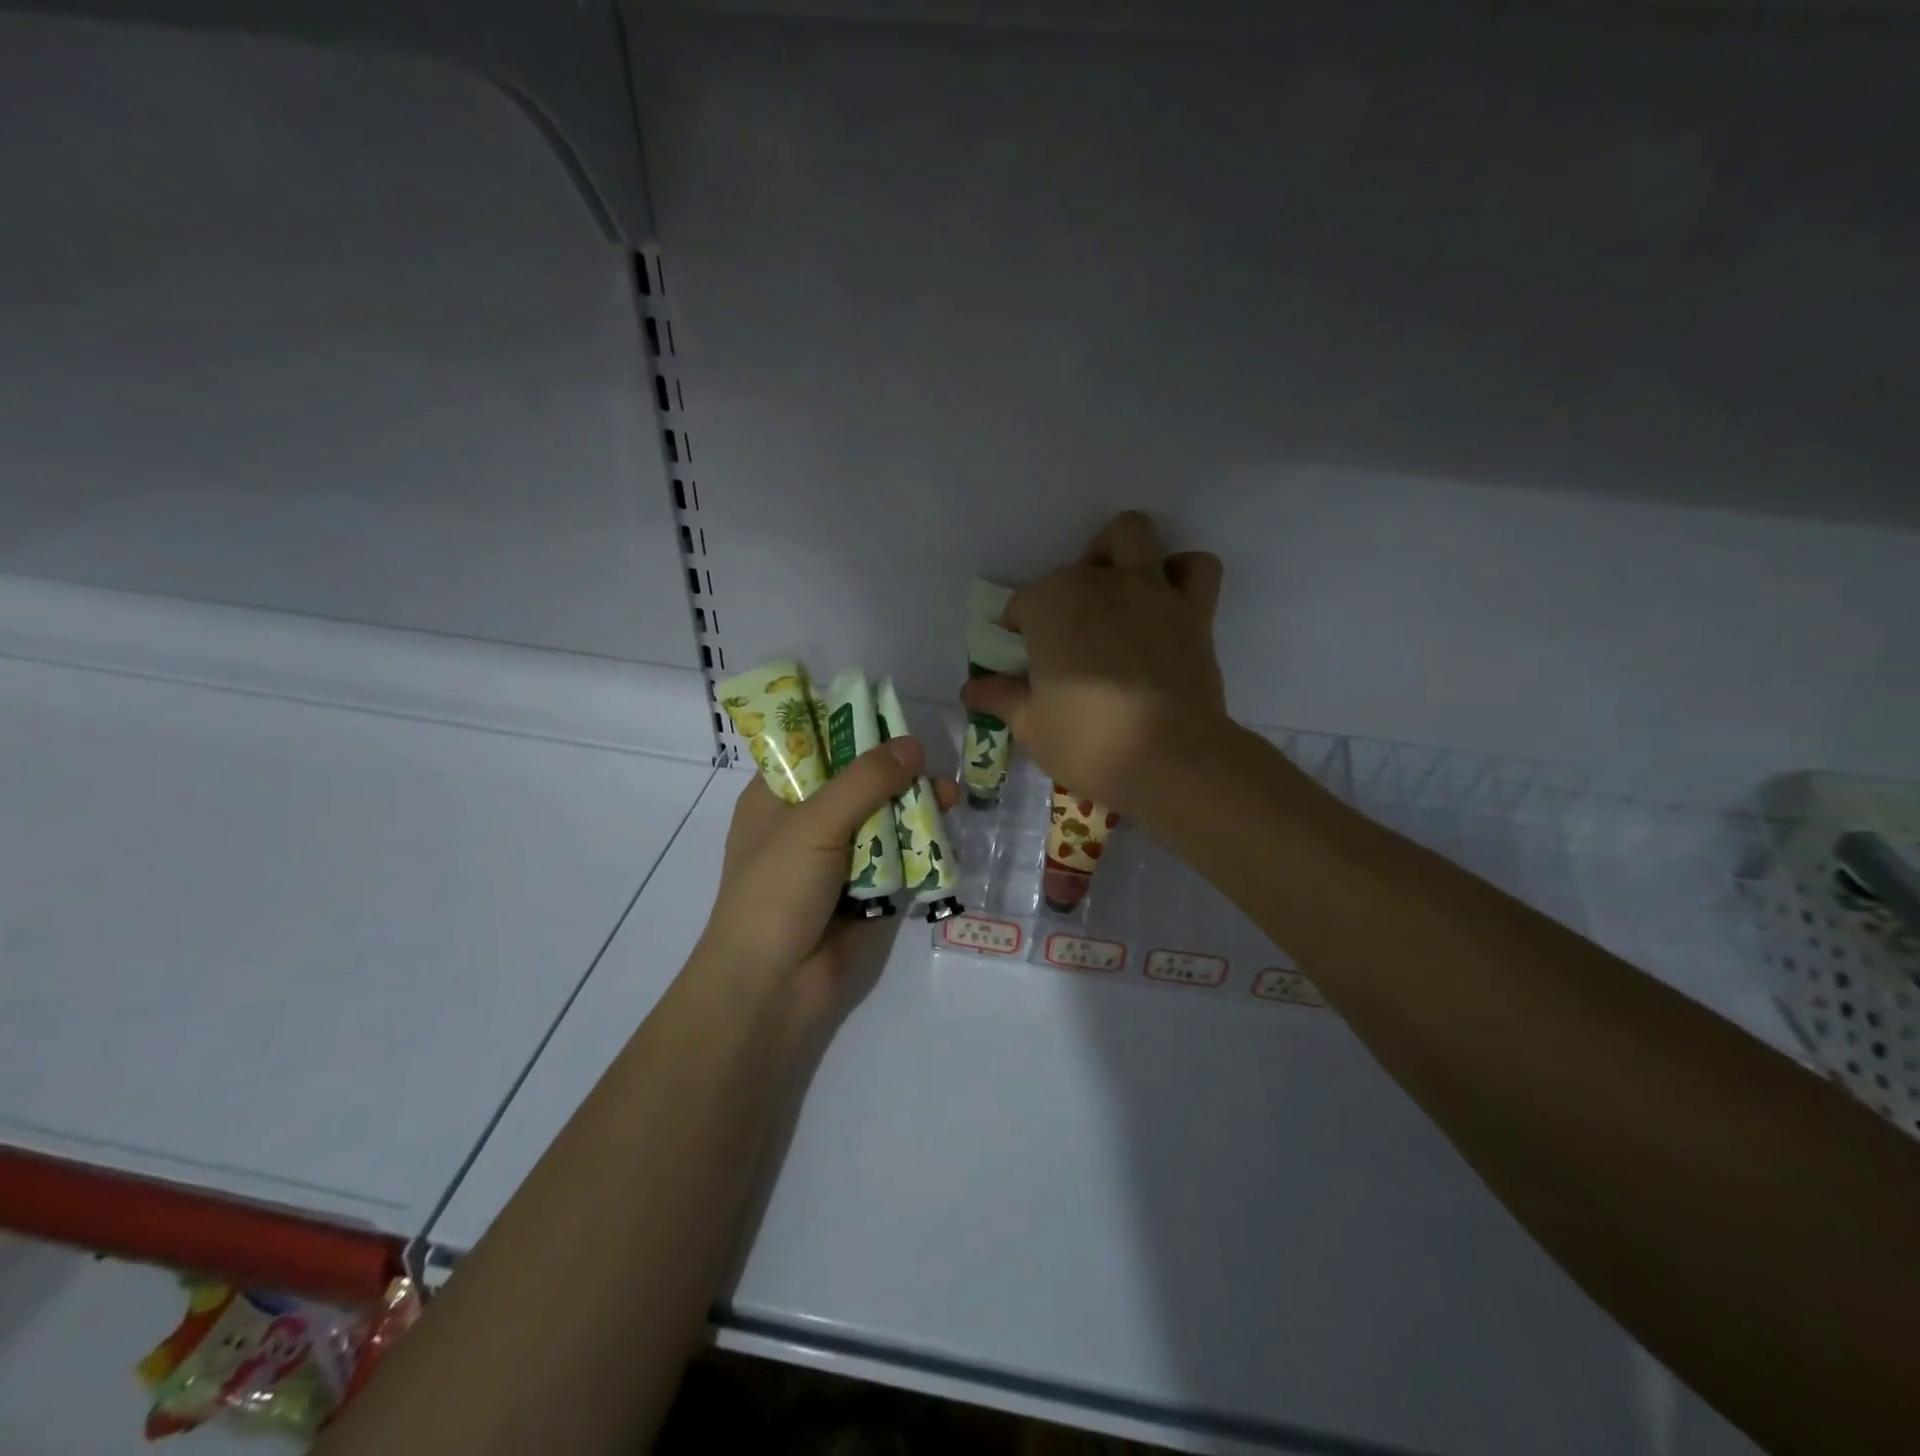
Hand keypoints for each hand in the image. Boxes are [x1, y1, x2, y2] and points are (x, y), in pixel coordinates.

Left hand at [696, 738, 958, 1024]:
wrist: (772, 987)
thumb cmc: (776, 891)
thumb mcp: (814, 823)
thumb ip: (864, 781)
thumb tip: (913, 744)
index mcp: (778, 796)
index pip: (815, 746)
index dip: (853, 729)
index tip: (895, 716)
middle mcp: (808, 821)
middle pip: (859, 783)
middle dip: (897, 774)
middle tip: (934, 768)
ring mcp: (837, 858)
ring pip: (883, 819)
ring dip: (915, 810)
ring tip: (951, 801)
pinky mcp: (865, 891)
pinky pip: (897, 858)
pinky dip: (919, 848)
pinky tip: (945, 839)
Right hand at [961, 511, 1226, 813]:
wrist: (1170, 758)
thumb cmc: (1087, 741)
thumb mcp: (1030, 725)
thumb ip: (1000, 698)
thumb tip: (970, 690)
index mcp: (1050, 605)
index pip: (1021, 606)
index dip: (1018, 633)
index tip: (1022, 663)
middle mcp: (1098, 582)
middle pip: (1072, 569)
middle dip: (1064, 594)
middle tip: (1067, 637)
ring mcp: (1150, 590)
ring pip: (1132, 534)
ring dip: (1118, 553)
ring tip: (1113, 591)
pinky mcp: (1194, 610)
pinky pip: (1196, 568)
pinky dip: (1182, 574)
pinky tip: (1167, 600)